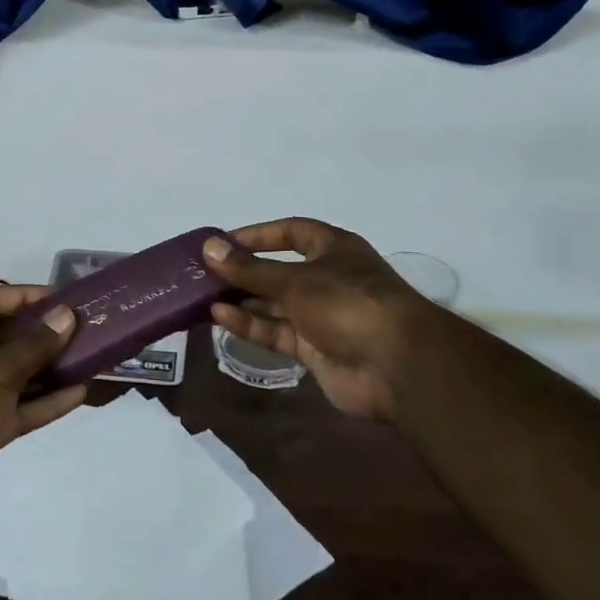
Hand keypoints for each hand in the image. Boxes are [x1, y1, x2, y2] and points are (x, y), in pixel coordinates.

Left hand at [0, 284, 86, 542]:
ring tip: (89, 355)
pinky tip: (79, 392)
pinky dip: (44, 401)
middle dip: (41, 332)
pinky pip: (17, 407)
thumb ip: (32, 345)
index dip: (21, 295)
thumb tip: (66, 314)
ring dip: (48, 367)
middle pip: (2, 337)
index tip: (61, 297)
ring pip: (13, 374)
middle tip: (83, 325)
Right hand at [204, 219, 431, 422]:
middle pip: (278, 271)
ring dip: (242, 300)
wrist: (397, 366)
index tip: (223, 242)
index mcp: (333, 249)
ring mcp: (322, 316)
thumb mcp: (294, 280)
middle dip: (243, 273)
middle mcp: (327, 278)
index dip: (258, 236)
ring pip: (274, 304)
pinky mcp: (315, 349)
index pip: (291, 232)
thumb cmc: (348, 303)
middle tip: (204, 274)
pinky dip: (250, 325)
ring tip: (203, 297)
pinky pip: (276, 331)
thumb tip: (209, 247)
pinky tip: (219, 318)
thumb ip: (249, 268)